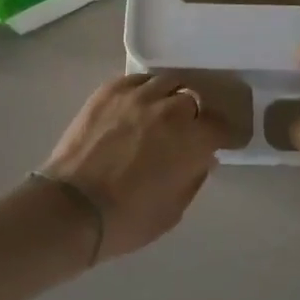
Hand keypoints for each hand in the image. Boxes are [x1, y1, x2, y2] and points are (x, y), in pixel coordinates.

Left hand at [41, 74, 230, 260]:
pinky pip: (138, 79)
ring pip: (168, 81)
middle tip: (193, 126)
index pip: (222, 126)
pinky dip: (146, 89)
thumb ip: (194, 178)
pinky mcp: (109, 91)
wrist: (72, 209)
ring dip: (173, 95)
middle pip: (195, 98)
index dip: (227, 134)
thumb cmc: (128, 219)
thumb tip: (204, 158)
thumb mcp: (174, 209)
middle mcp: (170, 108)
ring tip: (167, 108)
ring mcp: (138, 95)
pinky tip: (140, 103)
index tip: (227, 141)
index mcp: (192, 139)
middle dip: (198, 113)